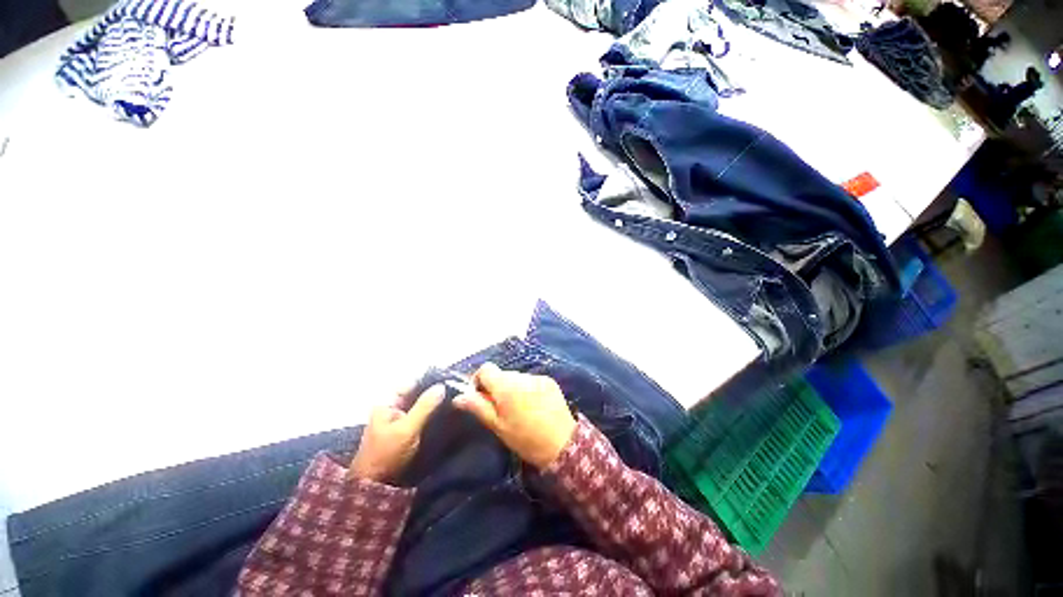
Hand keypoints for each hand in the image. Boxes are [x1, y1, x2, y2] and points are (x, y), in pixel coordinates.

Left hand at [349, 384, 444, 482]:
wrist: (375, 486)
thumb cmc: (388, 454)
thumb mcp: (407, 429)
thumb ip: (424, 407)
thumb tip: (441, 386)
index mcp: (388, 403)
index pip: (411, 383)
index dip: (429, 381)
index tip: (448, 381)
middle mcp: (393, 408)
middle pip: (416, 394)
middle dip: (433, 393)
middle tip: (455, 391)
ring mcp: (398, 420)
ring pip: (420, 405)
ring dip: (434, 404)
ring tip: (453, 401)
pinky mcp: (405, 431)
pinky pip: (420, 416)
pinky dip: (431, 415)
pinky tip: (444, 415)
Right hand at [453, 362, 576, 468]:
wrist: (563, 444)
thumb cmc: (525, 439)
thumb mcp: (498, 427)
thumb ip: (479, 407)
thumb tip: (458, 397)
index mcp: (507, 387)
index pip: (486, 369)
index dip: (479, 380)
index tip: (481, 397)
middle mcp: (522, 376)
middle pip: (501, 373)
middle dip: (496, 387)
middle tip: (500, 408)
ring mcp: (537, 377)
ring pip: (516, 377)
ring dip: (512, 388)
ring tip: (518, 409)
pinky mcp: (549, 381)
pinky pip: (530, 380)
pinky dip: (526, 389)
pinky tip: (532, 406)